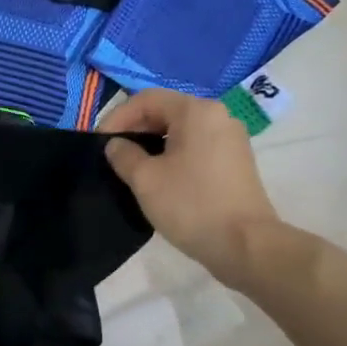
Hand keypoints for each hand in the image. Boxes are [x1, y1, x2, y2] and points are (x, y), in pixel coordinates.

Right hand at [103, 89, 281, 286]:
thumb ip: (123, 155)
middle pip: (166, 111)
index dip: (117, 117)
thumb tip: (116, 145)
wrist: (246, 246)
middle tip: (113, 155)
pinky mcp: (237, 162)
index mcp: (196, 111)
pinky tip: (160, 178)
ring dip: (153, 144)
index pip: (146, 99)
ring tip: (133, 167)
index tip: (100, 142)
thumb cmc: (191, 205)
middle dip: (135, 129)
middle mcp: (218, 116)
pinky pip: (197, 146)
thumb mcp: (145, 179)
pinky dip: (174, 155)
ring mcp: (231, 139)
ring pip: (181, 131)